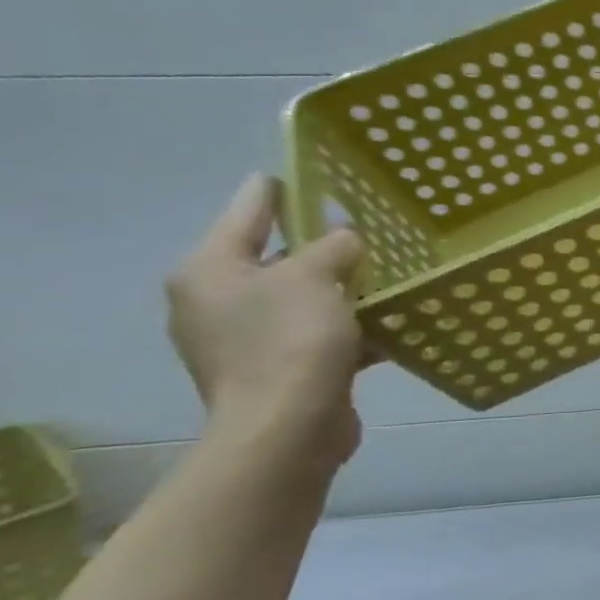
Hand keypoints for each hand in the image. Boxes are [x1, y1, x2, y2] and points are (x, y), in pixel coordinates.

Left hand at [166, 176, 368, 471]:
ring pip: (304, 298)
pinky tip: (390, 320)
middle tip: (365, 225)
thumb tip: (346, 240)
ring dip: (342, 288)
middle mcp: (217, 302)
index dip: (277, 190)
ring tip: (388, 271)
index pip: (247, 212)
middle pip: (276, 258)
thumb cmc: (290, 341)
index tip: (301, 171)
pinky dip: (350, 325)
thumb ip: (333, 247)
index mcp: (209, 271)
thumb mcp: (315, 277)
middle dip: (321, 245)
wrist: (288, 428)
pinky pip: (319, 333)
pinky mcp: (279, 369)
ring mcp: (245, 340)